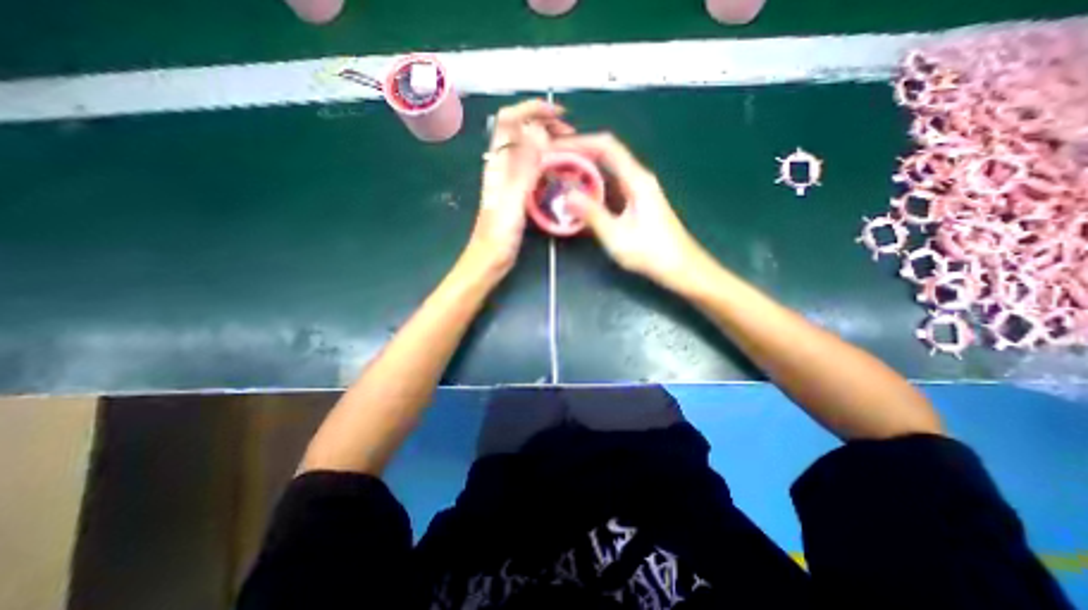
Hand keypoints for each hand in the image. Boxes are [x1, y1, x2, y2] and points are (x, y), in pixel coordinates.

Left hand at [468, 99, 571, 272]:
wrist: (489, 259)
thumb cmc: (498, 235)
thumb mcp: (512, 200)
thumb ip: (524, 168)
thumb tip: (537, 131)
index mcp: (499, 164)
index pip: (509, 120)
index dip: (532, 109)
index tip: (558, 115)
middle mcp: (503, 167)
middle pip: (520, 131)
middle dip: (545, 124)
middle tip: (570, 135)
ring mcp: (509, 180)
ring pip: (528, 150)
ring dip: (547, 142)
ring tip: (569, 150)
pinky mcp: (515, 194)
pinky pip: (532, 169)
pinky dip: (547, 163)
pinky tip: (559, 173)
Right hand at [555, 131, 711, 293]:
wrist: (681, 267)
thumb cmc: (652, 253)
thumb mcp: (617, 236)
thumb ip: (592, 214)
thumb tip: (566, 195)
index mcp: (636, 180)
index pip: (606, 146)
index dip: (580, 142)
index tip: (555, 147)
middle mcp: (637, 179)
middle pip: (605, 154)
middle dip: (577, 154)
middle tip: (551, 163)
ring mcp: (637, 190)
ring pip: (606, 171)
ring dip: (583, 171)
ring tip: (558, 178)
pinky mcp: (635, 202)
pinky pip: (609, 187)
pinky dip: (591, 187)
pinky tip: (578, 197)